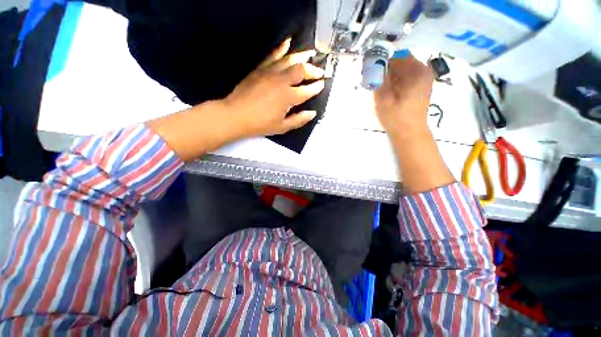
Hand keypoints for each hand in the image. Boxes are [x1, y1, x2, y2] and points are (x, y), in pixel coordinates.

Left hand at [223, 38, 324, 137]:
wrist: (235, 115)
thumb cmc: (260, 124)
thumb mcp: (282, 127)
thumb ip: (299, 120)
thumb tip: (312, 113)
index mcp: (288, 97)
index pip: (307, 90)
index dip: (316, 87)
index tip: (322, 84)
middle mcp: (281, 81)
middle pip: (301, 70)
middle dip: (313, 70)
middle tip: (319, 72)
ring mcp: (270, 72)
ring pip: (289, 59)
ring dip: (302, 56)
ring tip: (311, 54)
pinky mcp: (260, 68)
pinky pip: (273, 55)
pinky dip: (281, 48)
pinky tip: (288, 42)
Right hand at [374, 55, 433, 137]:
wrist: (410, 133)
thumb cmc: (396, 117)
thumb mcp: (383, 98)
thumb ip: (379, 79)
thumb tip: (375, 65)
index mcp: (416, 71)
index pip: (396, 58)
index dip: (383, 64)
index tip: (373, 75)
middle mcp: (424, 70)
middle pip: (402, 62)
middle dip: (388, 70)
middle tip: (378, 83)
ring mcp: (425, 79)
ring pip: (404, 70)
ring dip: (392, 76)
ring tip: (384, 90)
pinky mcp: (422, 86)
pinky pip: (408, 77)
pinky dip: (398, 81)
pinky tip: (392, 93)